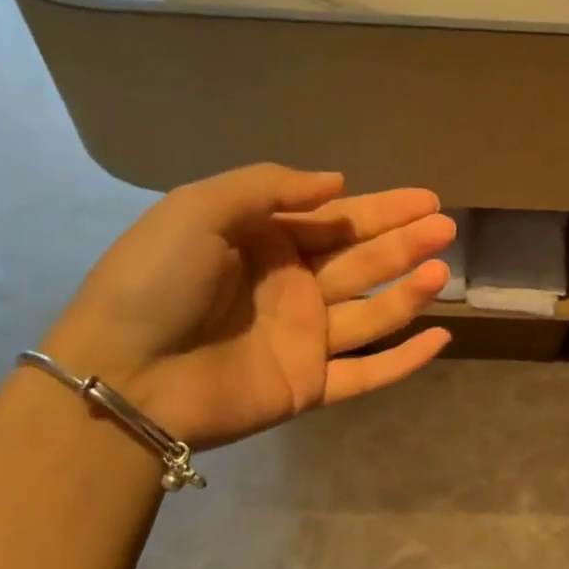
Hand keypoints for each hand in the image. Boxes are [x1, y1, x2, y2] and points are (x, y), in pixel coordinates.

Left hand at [42, 164, 455, 449]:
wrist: (122, 376)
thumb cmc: (155, 283)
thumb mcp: (199, 210)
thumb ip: (269, 188)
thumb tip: (337, 182)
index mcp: (265, 244)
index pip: (336, 222)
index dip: (382, 210)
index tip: (426, 199)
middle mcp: (290, 289)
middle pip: (361, 263)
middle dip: (404, 243)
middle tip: (446, 227)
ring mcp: (303, 340)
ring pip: (371, 315)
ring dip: (408, 293)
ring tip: (440, 270)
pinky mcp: (309, 387)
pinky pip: (367, 374)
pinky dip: (404, 361)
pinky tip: (441, 339)